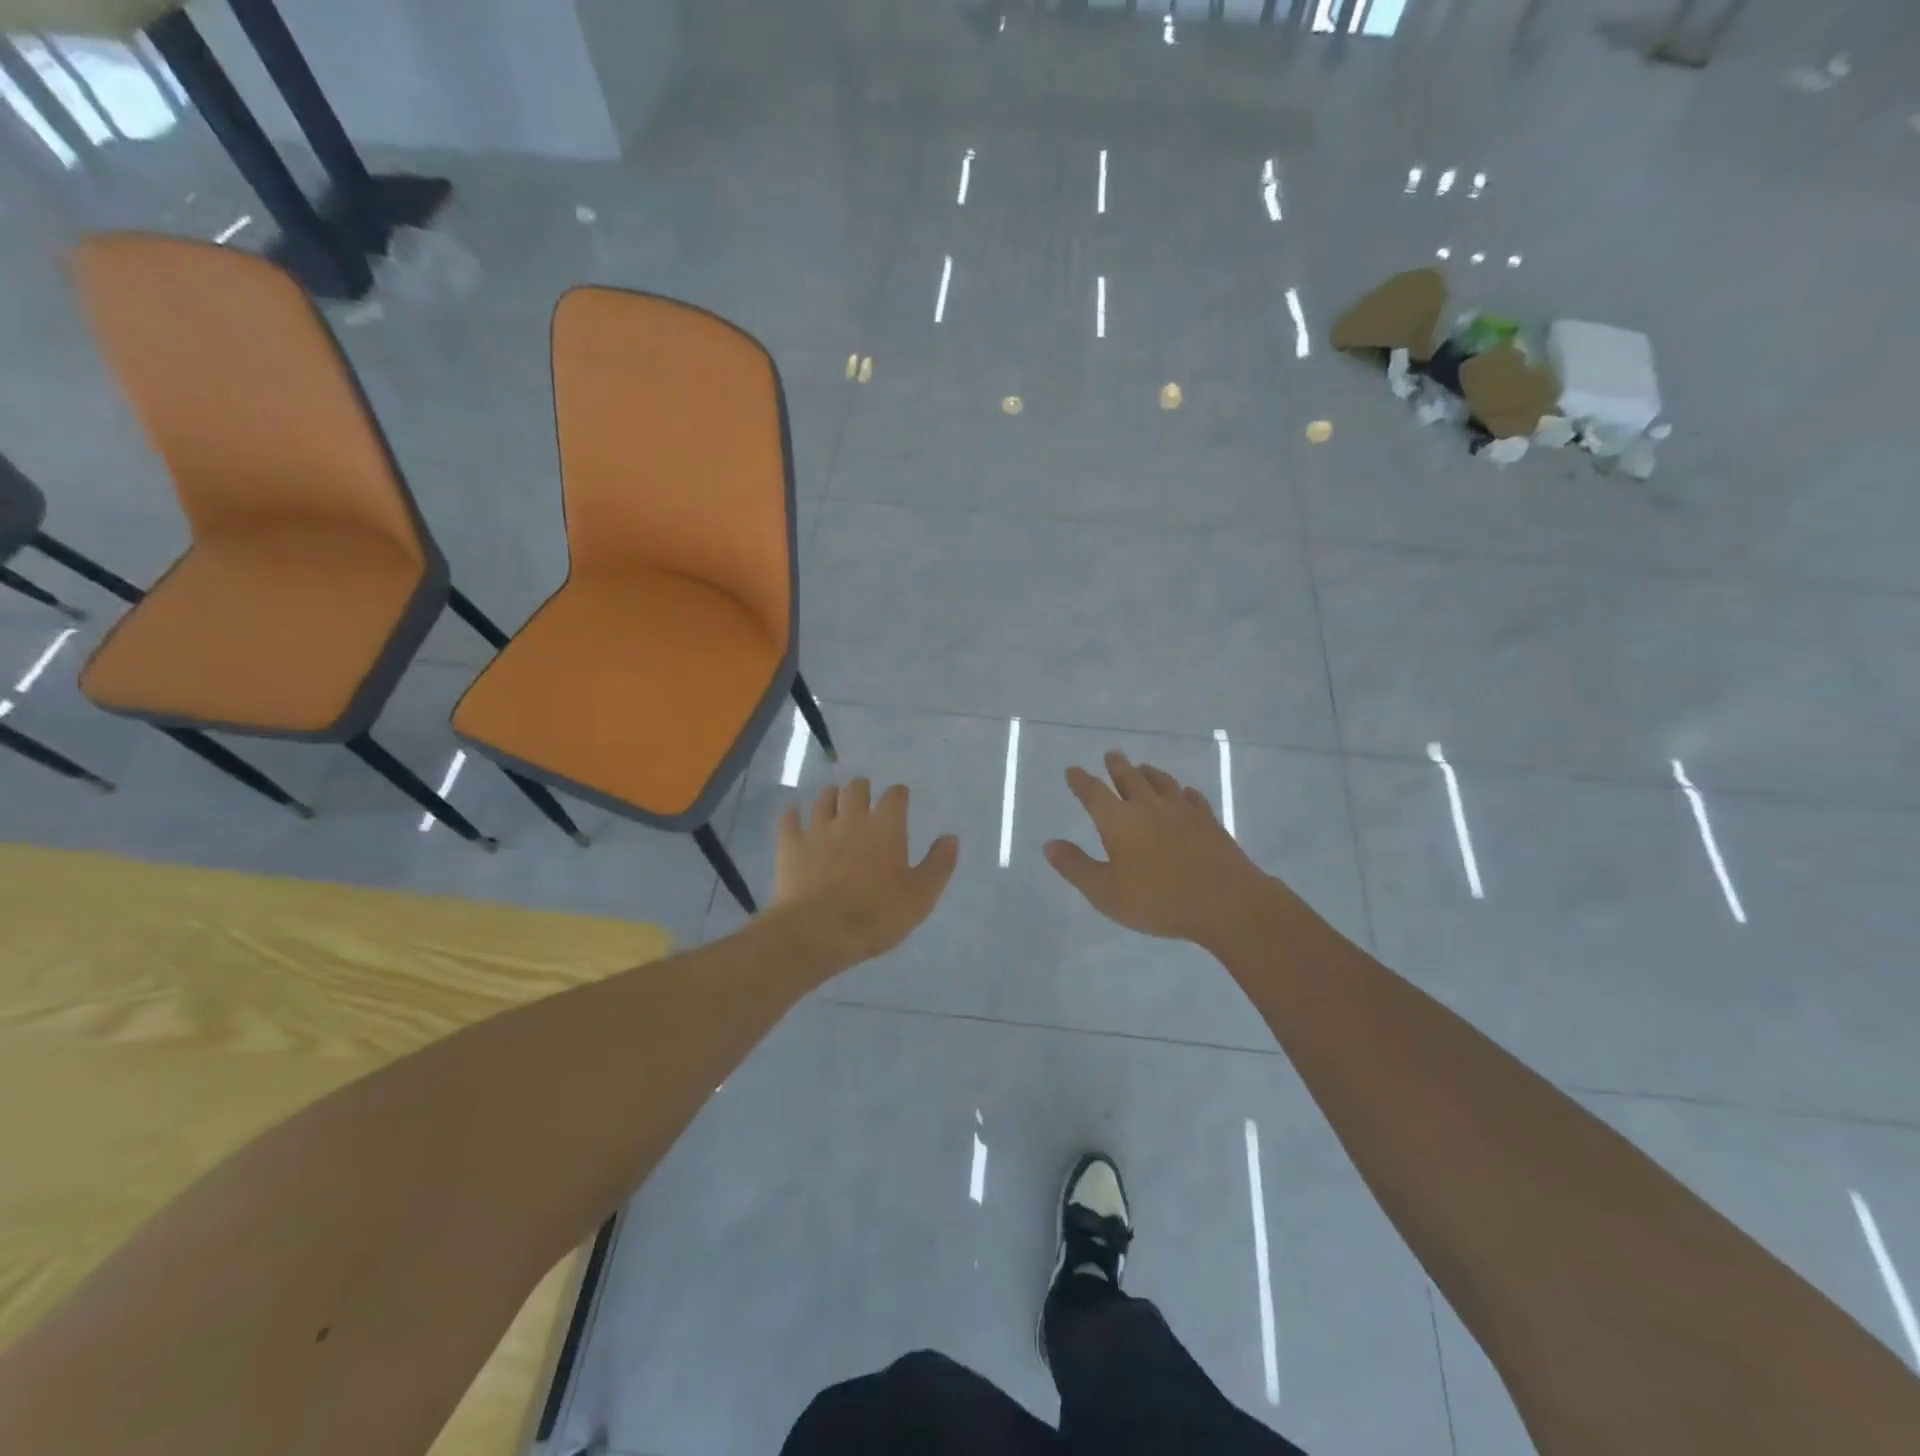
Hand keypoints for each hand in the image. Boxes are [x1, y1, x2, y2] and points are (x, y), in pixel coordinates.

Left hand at [773, 779, 959, 967]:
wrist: (818, 931)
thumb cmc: (877, 914)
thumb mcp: (921, 895)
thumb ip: (938, 864)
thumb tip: (950, 837)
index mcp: (886, 826)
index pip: (895, 795)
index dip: (898, 796)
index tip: (900, 802)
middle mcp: (851, 818)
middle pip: (856, 788)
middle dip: (862, 790)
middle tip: (865, 801)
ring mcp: (817, 829)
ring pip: (823, 798)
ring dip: (831, 797)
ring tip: (834, 804)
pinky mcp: (790, 845)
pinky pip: (789, 819)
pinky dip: (793, 814)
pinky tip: (795, 816)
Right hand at [1045, 751, 1271, 949]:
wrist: (1226, 902)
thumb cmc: (1158, 900)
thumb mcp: (1105, 892)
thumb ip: (1075, 866)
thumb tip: (1049, 844)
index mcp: (1119, 821)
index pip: (1094, 793)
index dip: (1081, 781)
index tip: (1072, 771)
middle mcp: (1148, 806)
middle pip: (1129, 777)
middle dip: (1117, 766)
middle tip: (1111, 754)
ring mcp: (1182, 811)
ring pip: (1162, 782)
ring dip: (1148, 772)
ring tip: (1143, 767)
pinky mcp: (1209, 821)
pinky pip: (1192, 797)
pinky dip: (1183, 792)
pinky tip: (1185, 793)